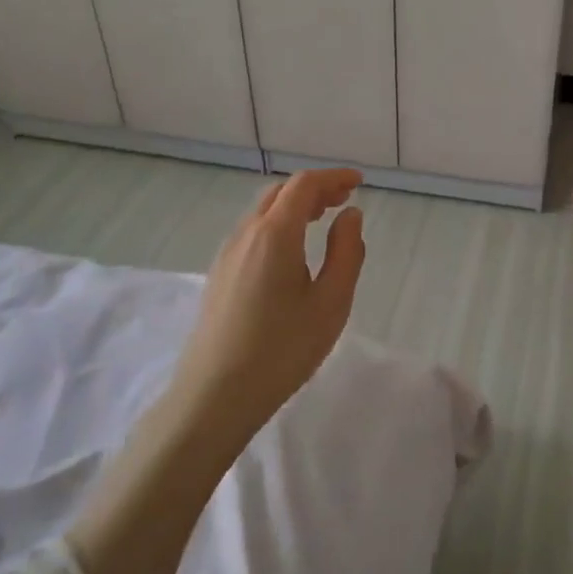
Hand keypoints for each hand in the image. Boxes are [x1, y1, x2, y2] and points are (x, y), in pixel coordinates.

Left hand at [171, 168, 366, 446]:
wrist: (214, 396)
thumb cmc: (282, 349)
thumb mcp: (331, 303)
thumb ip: (347, 252)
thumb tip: (350, 216)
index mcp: (274, 234)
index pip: (304, 185)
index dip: (333, 178)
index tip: (359, 183)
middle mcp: (246, 234)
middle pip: (280, 193)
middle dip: (314, 189)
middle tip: (344, 200)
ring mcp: (227, 254)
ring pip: (263, 212)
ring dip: (294, 206)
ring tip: (322, 220)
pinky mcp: (219, 274)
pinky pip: (252, 232)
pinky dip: (278, 224)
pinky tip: (292, 251)